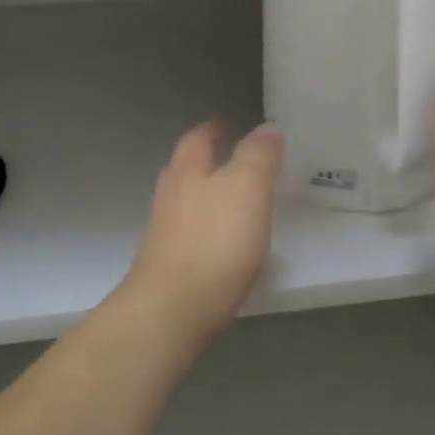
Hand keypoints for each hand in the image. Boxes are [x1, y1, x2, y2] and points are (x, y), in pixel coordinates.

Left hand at [119, 120, 284, 337]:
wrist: (173, 311)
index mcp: (188, 170)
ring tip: (238, 198)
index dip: (215, 128)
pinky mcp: (170, 265)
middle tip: (236, 158)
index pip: (199, 137)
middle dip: (209, 161)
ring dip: (210, 194)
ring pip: (189, 201)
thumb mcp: (247, 188)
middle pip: (188, 168)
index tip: (229, 124)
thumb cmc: (214, 242)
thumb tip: (268, 127)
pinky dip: (210, 228)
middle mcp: (171, 195)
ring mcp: (166, 232)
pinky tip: (228, 241)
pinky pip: (193, 233)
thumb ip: (258, 155)